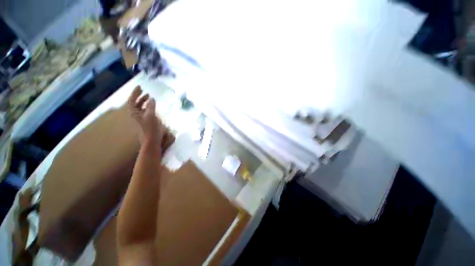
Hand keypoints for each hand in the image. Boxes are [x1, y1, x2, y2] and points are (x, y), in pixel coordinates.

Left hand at [128, 86, 162, 145]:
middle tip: (145, 92)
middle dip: (139, 97)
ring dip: (144, 102)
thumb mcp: (151, 116)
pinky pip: (145, 111)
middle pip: (135, 103)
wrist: (151, 141)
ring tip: (149, 97)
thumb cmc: (150, 128)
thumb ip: (151, 106)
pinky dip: (148, 107)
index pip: (132, 100)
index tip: (139, 87)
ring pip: (140, 107)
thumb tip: (152, 99)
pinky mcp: (145, 122)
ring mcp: (140, 118)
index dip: (135, 93)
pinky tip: (152, 107)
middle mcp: (135, 115)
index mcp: (134, 113)